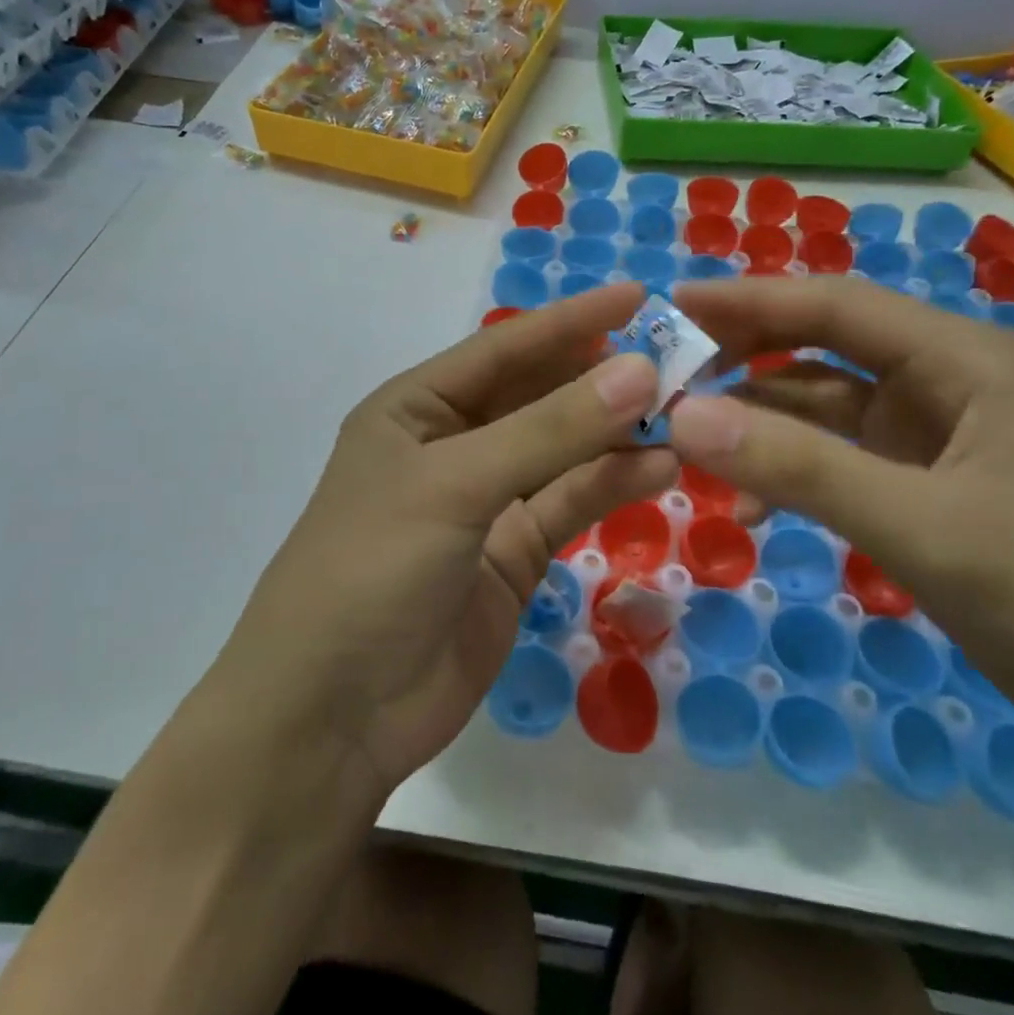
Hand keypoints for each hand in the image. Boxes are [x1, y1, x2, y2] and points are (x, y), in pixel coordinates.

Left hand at [210, 283, 674, 802]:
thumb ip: (550, 431)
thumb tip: (640, 371)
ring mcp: (484, 503)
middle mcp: (451, 446)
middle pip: (537, 397)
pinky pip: (568, 505)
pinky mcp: (512, 556)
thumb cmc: (370, 570)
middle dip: (600, 378)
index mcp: (415, 409)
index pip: (503, 350)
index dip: (569, 322)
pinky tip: (659, 466)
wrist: (330, 718)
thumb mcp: (455, 486)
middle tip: (677, 358)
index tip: (637, 296)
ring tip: (684, 411)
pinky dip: (611, 485)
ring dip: (615, 433)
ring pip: (561, 453)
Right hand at [665, 275, 1013, 742]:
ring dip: (760, 423)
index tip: (672, 306)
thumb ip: (798, 466)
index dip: (749, 299)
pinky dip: (791, 471)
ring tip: (689, 446)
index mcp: (963, 359)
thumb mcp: (920, 526)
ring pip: (824, 407)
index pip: (834, 305)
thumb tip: (684, 416)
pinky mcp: (928, 483)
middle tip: (666, 378)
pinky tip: (752, 508)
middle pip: (823, 348)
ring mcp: (937, 435)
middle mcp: (947, 380)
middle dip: (743, 359)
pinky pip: (839, 458)